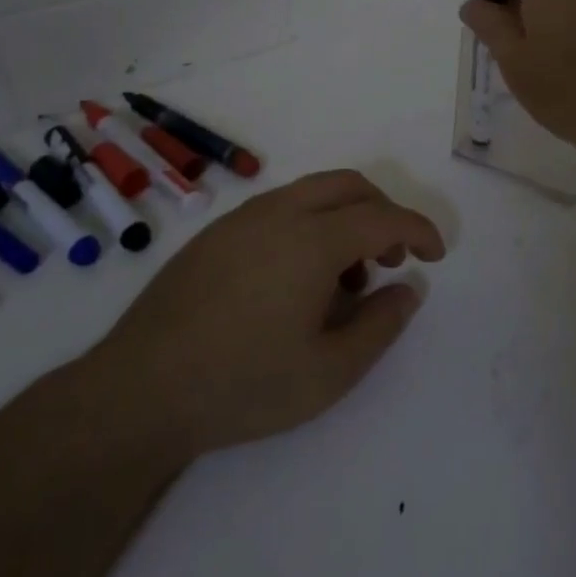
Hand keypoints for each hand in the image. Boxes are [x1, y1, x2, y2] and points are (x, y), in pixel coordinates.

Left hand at [93, 170, 444, 459]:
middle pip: (348, 186)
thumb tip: (408, 289)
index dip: (418, 230)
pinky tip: (296, 280)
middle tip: (392, 260)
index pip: (383, 217)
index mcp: (312, 239)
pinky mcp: (214, 234)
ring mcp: (241, 219)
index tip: (436, 255)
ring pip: (311, 194)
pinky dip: (308, 225)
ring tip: (345, 280)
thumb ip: (381, 325)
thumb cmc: (243, 384)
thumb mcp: (329, 372)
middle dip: (383, 212)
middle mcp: (279, 213)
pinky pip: (279, 209)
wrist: (139, 390)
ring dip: (343, 219)